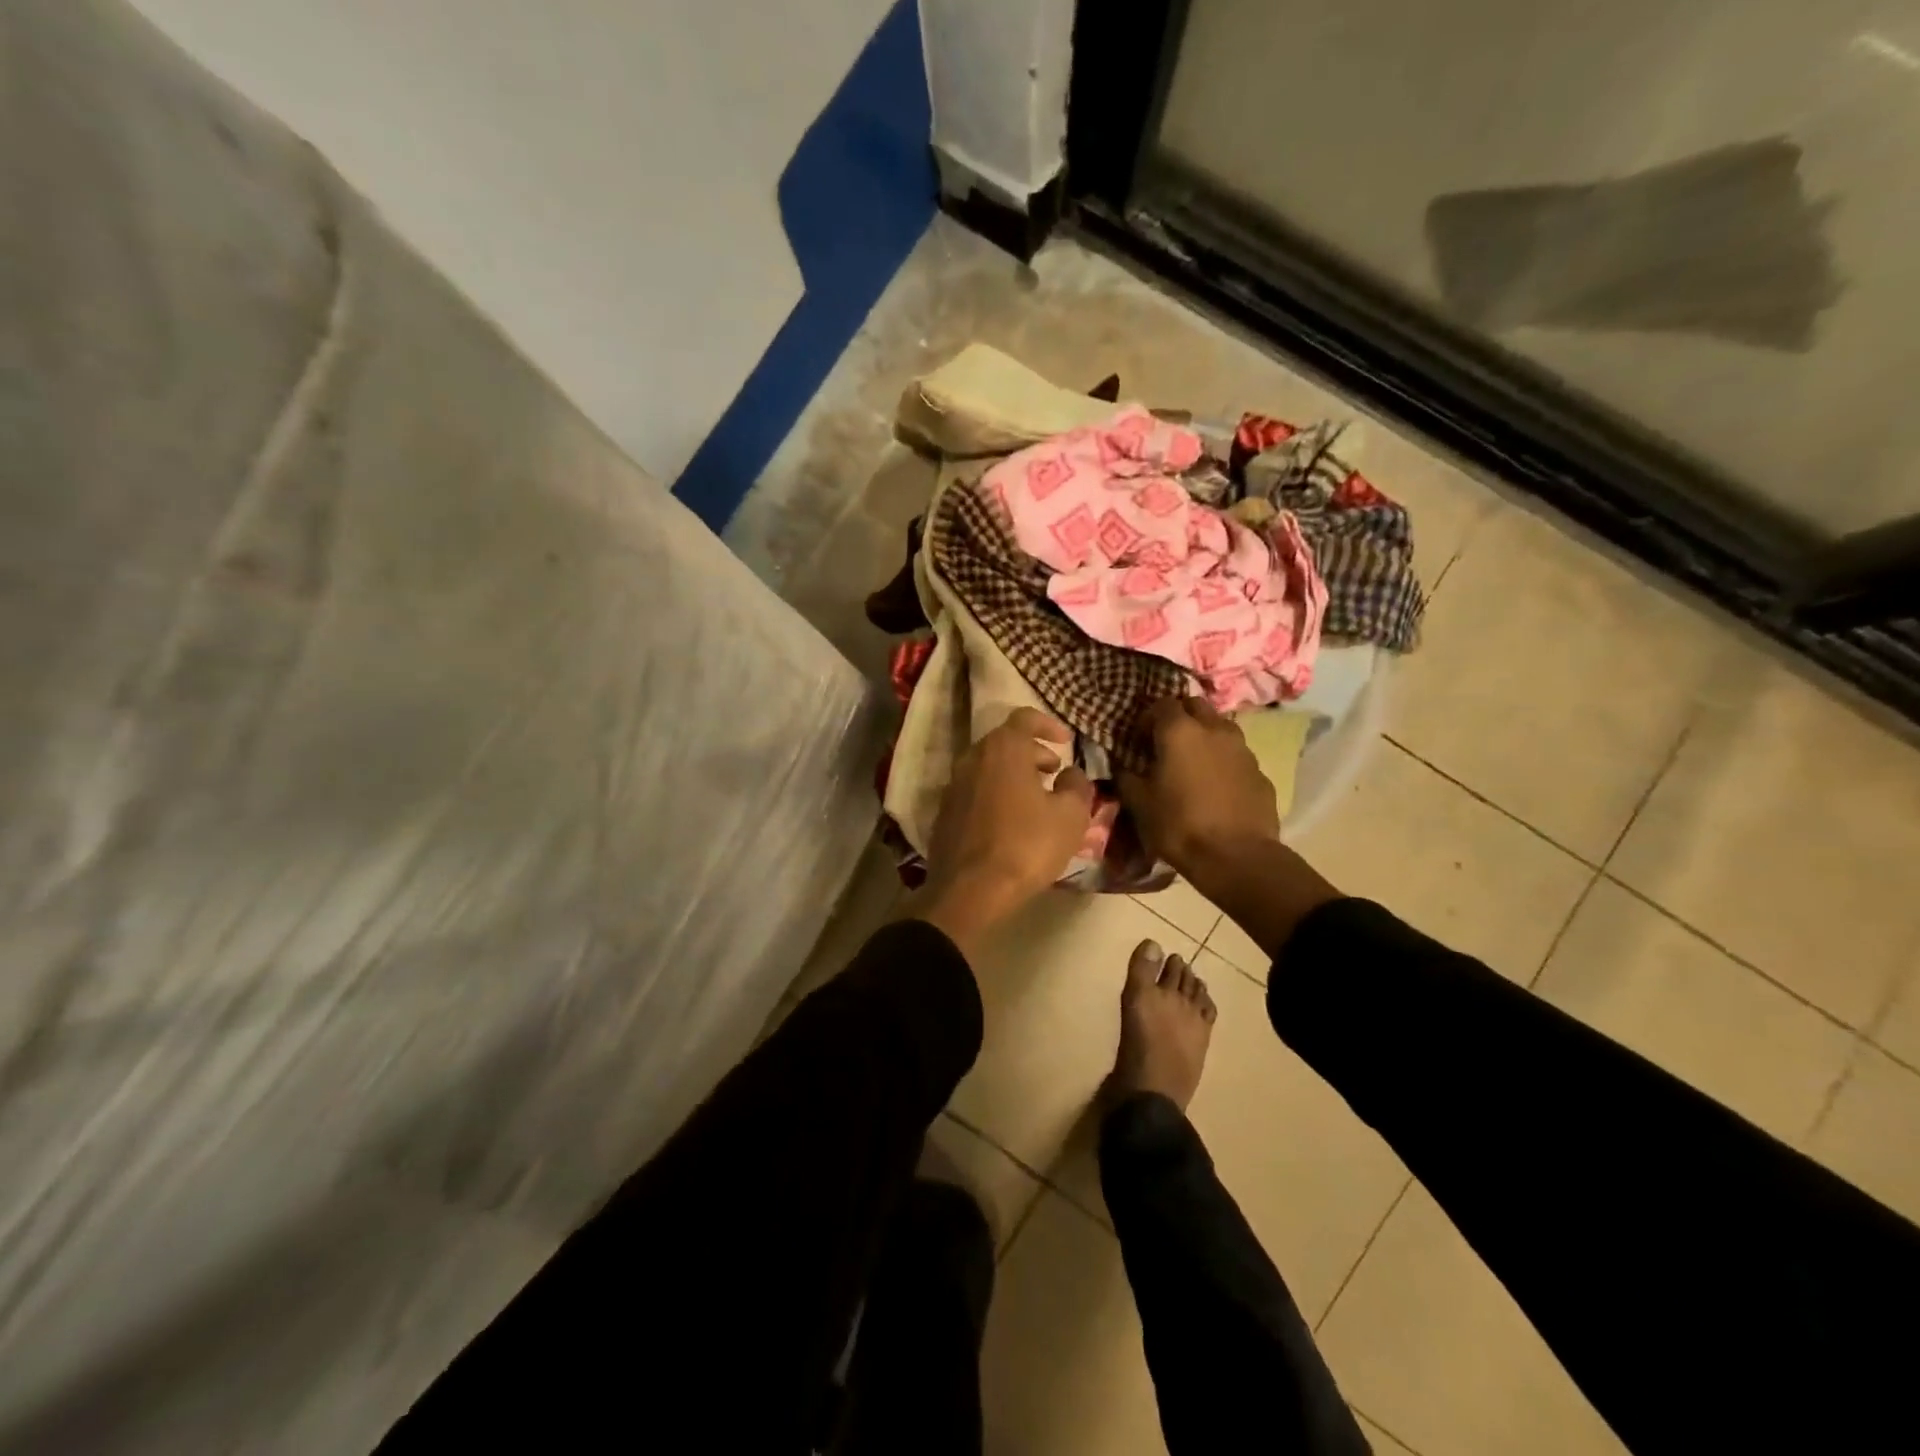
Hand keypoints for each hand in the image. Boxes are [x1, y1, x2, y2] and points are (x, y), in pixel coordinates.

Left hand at [917, 707, 1094, 953]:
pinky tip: (1011, 822)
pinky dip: (995, 794)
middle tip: (1054, 772)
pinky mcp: (944, 813)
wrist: (969, 890)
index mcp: (1003, 749)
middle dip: (1032, 753)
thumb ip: (1077, 786)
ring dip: (1013, 775)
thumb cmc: (1026, 845)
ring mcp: (953, 785)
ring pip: (988, 768)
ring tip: (1036, 799)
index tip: (1065, 741)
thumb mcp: (1070, 816)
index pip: (1024, 718)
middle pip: (1004, 743)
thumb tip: (1071, 774)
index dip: (1048, 724)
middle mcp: (972, 758)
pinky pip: (975, 792)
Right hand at [1119, 697, 1279, 878]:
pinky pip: (1237, 755)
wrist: (1236, 857)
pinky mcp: (1260, 771)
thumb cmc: (1179, 825)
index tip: (1139, 738)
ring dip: (1205, 735)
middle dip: (1180, 716)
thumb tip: (1122, 765)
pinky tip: (1216, 786)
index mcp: (1180, 731)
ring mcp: (1242, 749)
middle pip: (1196, 705)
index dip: (1148, 717)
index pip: (1162, 703)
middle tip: (1166, 741)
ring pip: (1220, 727)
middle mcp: (1214, 729)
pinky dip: (1223, 760)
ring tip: (1193, 762)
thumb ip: (1127, 776)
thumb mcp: (1139, 803)